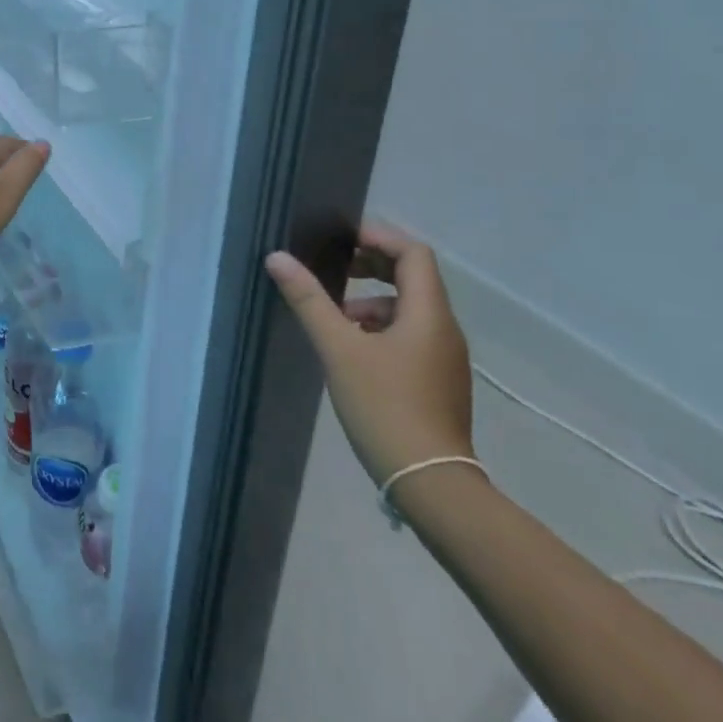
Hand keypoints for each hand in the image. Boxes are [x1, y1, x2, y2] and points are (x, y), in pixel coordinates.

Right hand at [265, 222, 473, 484]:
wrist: (430, 484)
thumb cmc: (385, 406)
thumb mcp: (338, 349)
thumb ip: (309, 300)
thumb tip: (277, 258)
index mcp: (428, 313)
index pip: (413, 252)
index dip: (378, 237)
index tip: (342, 239)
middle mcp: (444, 328)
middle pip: (413, 277)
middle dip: (372, 266)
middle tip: (333, 269)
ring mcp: (444, 357)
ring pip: (410, 308)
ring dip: (373, 301)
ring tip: (335, 317)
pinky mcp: (439, 381)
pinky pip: (411, 335)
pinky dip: (382, 328)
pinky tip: (353, 350)